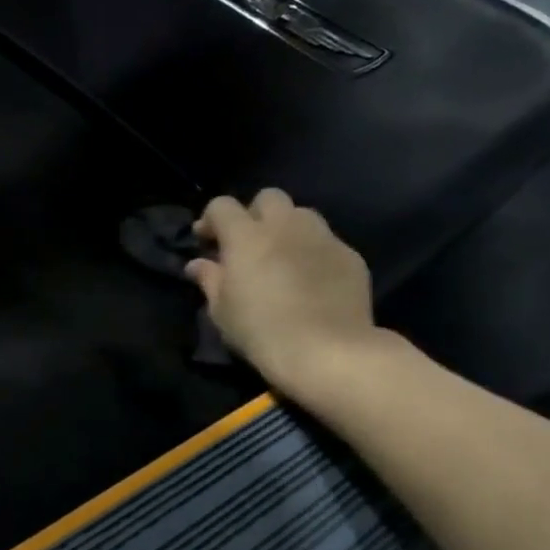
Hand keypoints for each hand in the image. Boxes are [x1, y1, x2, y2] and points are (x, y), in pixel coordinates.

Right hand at [187, 190, 387, 403]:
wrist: (328, 351)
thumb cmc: (261, 331)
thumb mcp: (222, 310)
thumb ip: (209, 279)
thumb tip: (198, 264)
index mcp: (246, 236)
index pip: (222, 206)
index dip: (211, 220)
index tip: (206, 242)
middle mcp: (285, 226)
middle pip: (267, 198)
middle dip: (254, 214)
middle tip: (248, 244)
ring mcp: (322, 238)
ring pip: (301, 215)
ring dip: (287, 228)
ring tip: (282, 257)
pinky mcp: (350, 256)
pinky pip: (327, 241)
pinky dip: (313, 251)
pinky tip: (311, 279)